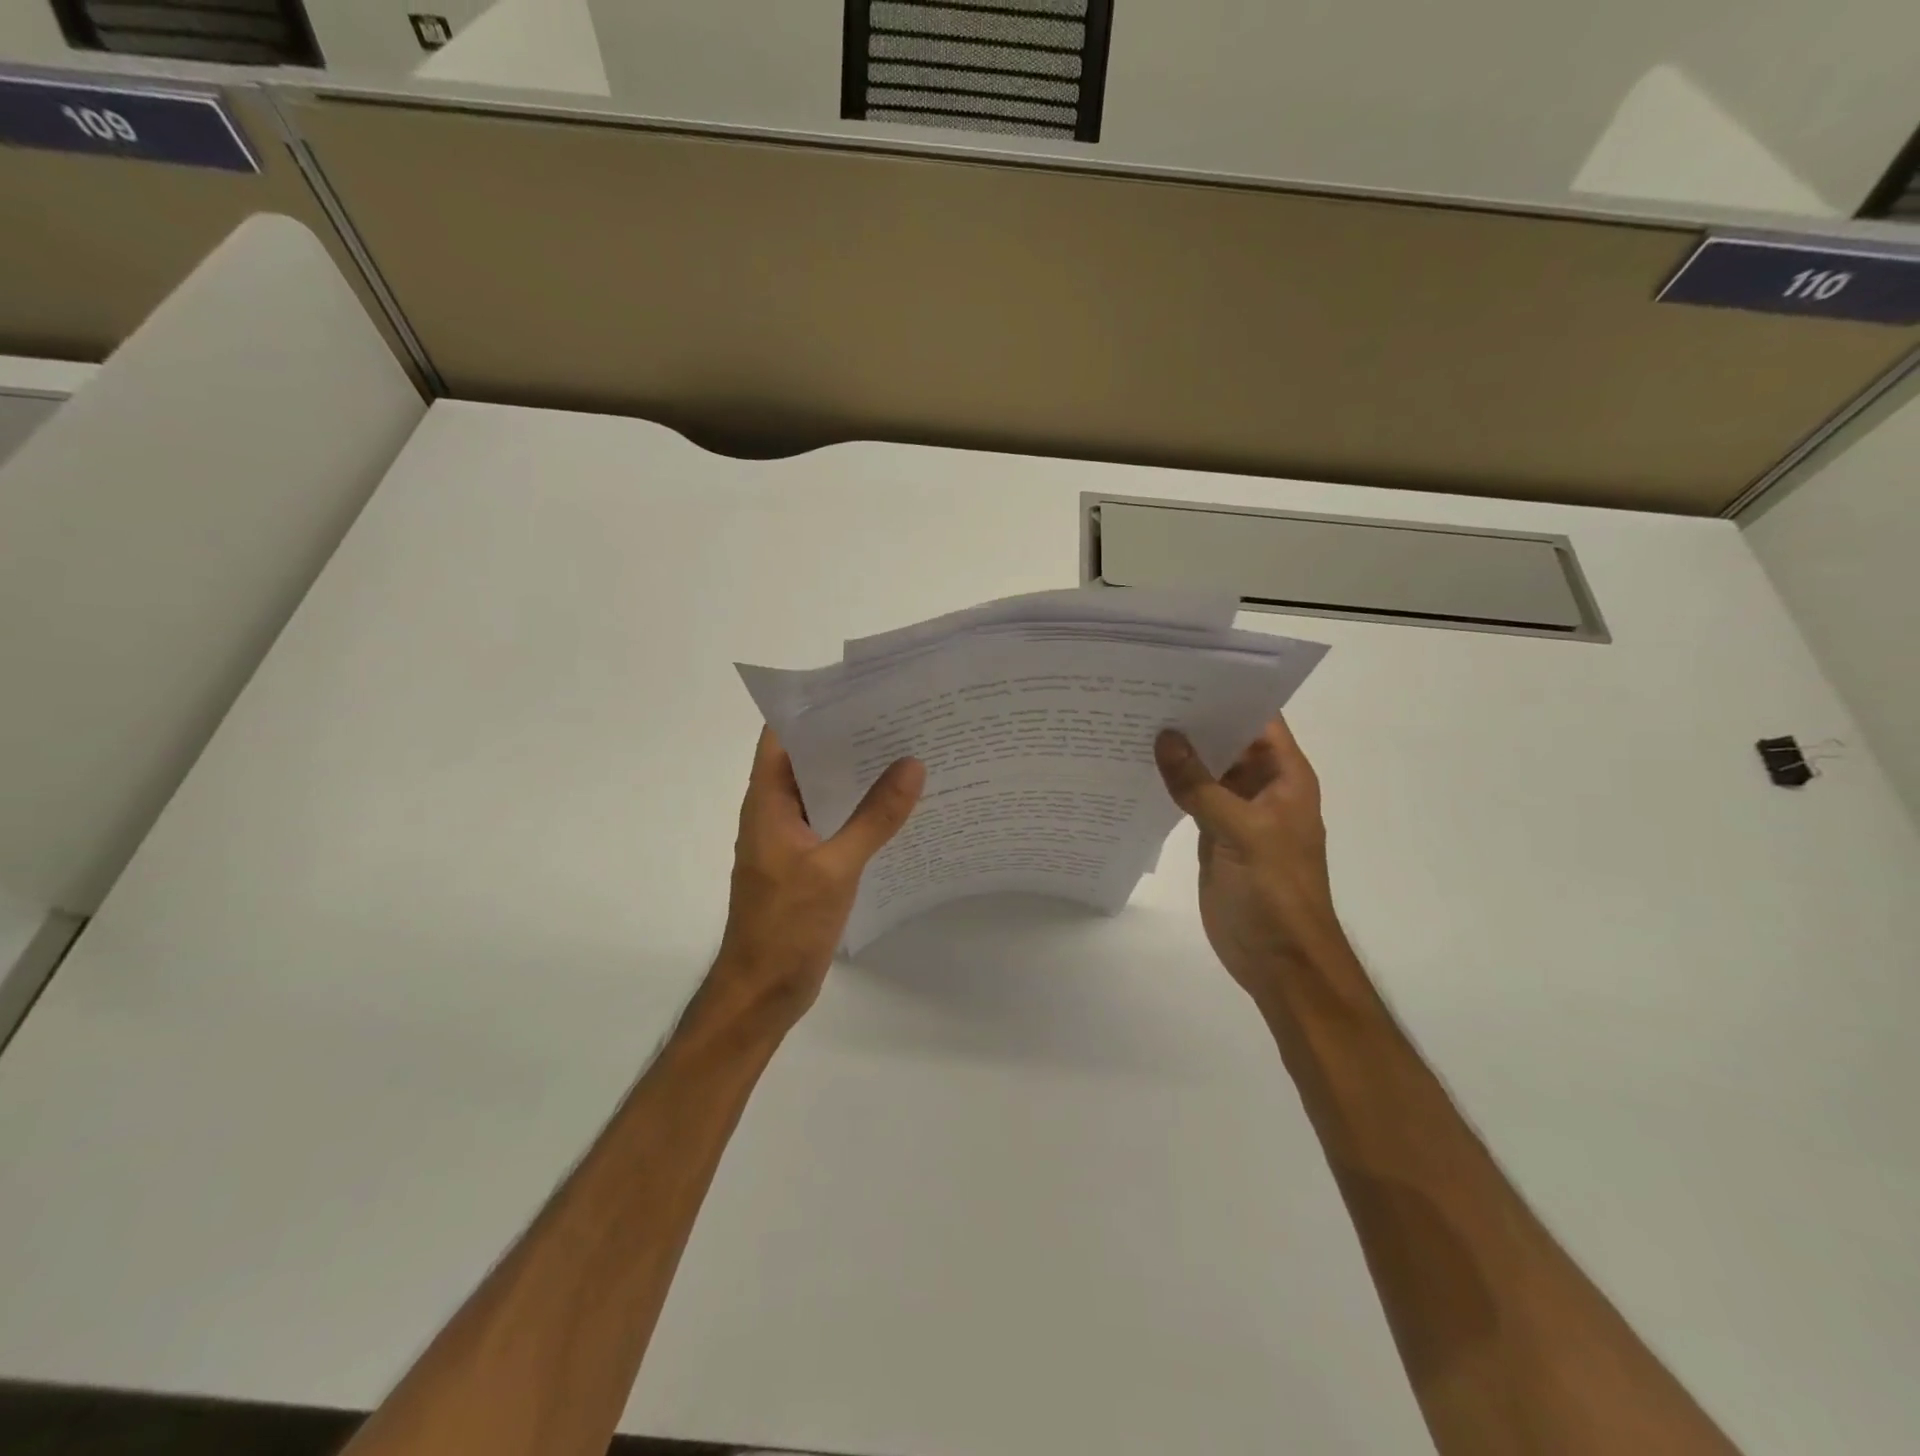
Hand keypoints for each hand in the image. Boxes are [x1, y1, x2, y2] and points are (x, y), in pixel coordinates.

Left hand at [711, 728, 924, 1026]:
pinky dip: (861, 811)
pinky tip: (898, 807)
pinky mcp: (807, 863)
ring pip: (825, 792)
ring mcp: (791, 839)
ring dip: (858, 775)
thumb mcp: (835, 867)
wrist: (762, 991)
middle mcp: (775, 811)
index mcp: (767, 801)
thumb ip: (875, 817)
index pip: (782, 735)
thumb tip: (912, 764)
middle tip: (901, 716)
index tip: (860, 689)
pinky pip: (835, 823)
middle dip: (848, 737)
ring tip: (908, 751)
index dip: (814, 707)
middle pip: (808, 759)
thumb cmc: (786, 925)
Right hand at [1154, 717, 1347, 998]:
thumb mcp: (1241, 832)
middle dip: (1194, 720)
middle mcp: (1262, 787)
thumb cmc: (1275, 892)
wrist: (1279, 960)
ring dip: (1179, 753)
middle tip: (1144, 693)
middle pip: (1229, 741)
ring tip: (1133, 722)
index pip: (1260, 720)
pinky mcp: (1214, 836)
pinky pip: (1191, 799)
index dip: (1229, 694)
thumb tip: (1164, 738)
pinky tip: (1138, 768)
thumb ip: (1201, 786)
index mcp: (1285, 778)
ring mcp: (1237, 812)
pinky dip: (1170, 785)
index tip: (1183, 672)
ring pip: (1207, 770)